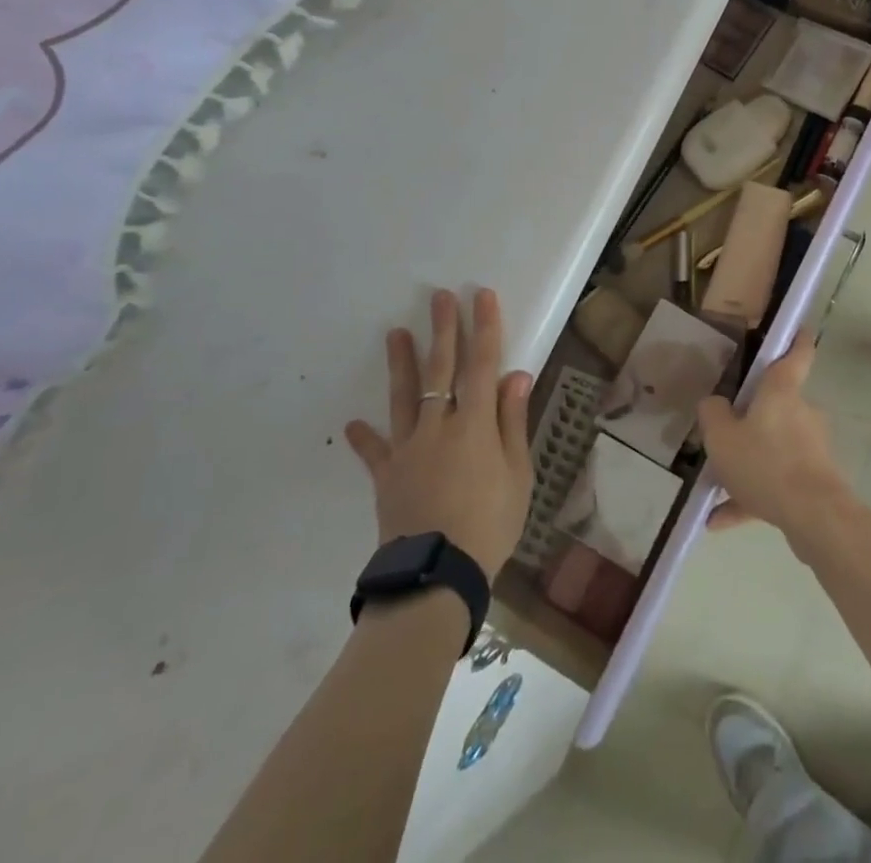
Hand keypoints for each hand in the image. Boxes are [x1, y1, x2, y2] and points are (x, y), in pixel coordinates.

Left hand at [346, 289, 534, 579]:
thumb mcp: (517, 474)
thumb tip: (516, 374)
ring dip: (400, 363)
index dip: (484, 328)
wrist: (438, 574)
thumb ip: (512, 421)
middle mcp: (438, 424)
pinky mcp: (387, 474)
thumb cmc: (489, 523)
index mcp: (474, 423)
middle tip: (440, 296)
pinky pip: (374, 451)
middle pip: (441, 369)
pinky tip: (353, 424)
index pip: (482, 364)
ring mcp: (408, 447)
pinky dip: (364, 438)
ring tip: (394, 333)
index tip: (483, 296)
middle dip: (443, 330)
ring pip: (403, 396)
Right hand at [694, 330, 854, 553]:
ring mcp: (810, 448)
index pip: (797, 352)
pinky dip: (751, 497)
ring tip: (713, 487)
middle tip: (723, 430)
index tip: (796, 328)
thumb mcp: (721, 436)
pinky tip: (719, 520)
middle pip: (776, 405)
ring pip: (772, 448)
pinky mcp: (813, 482)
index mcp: (781, 391)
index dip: (796, 337)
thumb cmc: (765, 462)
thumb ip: (712, 414)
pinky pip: (775, 482)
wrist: (815, 517)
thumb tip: (714, 403)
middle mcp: (801, 412)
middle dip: (751, 418)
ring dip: (746, 464)